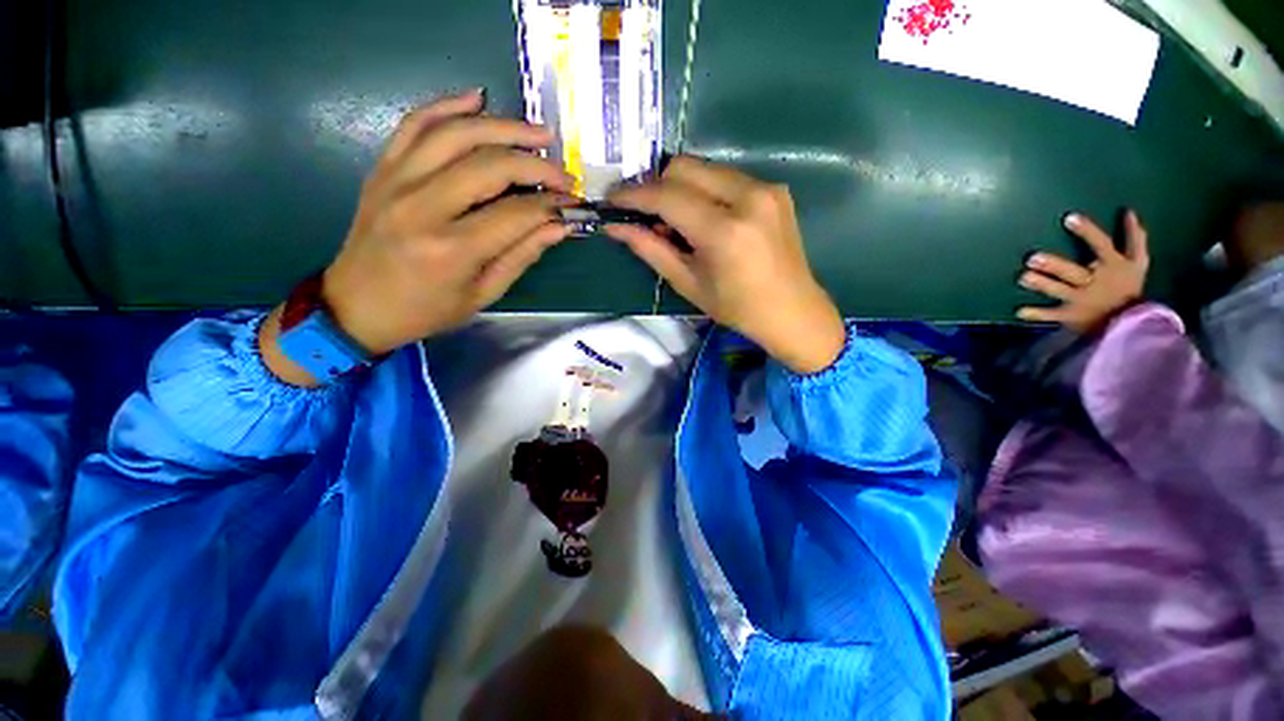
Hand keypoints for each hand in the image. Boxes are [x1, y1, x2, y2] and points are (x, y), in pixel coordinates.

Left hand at [262, 89, 574, 384]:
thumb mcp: (483, 294)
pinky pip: (414, 124)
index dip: (550, 204)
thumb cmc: (426, 311)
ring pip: (455, 134)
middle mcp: (422, 207)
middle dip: (535, 165)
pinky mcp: (383, 170)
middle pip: (489, 166)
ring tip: (537, 132)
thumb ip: (521, 256)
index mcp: (451, 249)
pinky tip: (476, 98)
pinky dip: (447, 106)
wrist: (357, 307)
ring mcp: (397, 182)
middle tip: (562, 173)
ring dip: (502, 127)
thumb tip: (558, 227)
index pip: (515, 213)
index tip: (571, 203)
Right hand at [605, 156, 844, 374]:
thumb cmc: (737, 308)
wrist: (793, 311)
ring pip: (705, 169)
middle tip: (643, 212)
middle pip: (684, 168)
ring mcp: (766, 188)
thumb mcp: (689, 284)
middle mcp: (748, 197)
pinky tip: (703, 218)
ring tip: (674, 221)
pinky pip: (726, 178)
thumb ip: (651, 250)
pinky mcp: (775, 189)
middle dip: (656, 186)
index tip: (612, 199)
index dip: (634, 195)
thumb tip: (615, 227)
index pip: (667, 196)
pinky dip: (705, 191)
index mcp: (725, 231)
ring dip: (680, 188)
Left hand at [1017, 210, 1149, 332]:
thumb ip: (1134, 238)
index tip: (1070, 218)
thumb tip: (1129, 212)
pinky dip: (1037, 314)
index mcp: (1113, 265)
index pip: (1101, 244)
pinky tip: (1020, 312)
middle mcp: (1095, 281)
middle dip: (1054, 265)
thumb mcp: (1138, 262)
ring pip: (1060, 291)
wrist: (1131, 324)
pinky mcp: (1071, 315)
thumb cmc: (1129, 287)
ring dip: (1043, 285)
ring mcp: (1082, 299)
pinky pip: (1052, 315)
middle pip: (1074, 271)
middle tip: (1032, 258)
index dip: (1087, 232)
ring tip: (1024, 277)